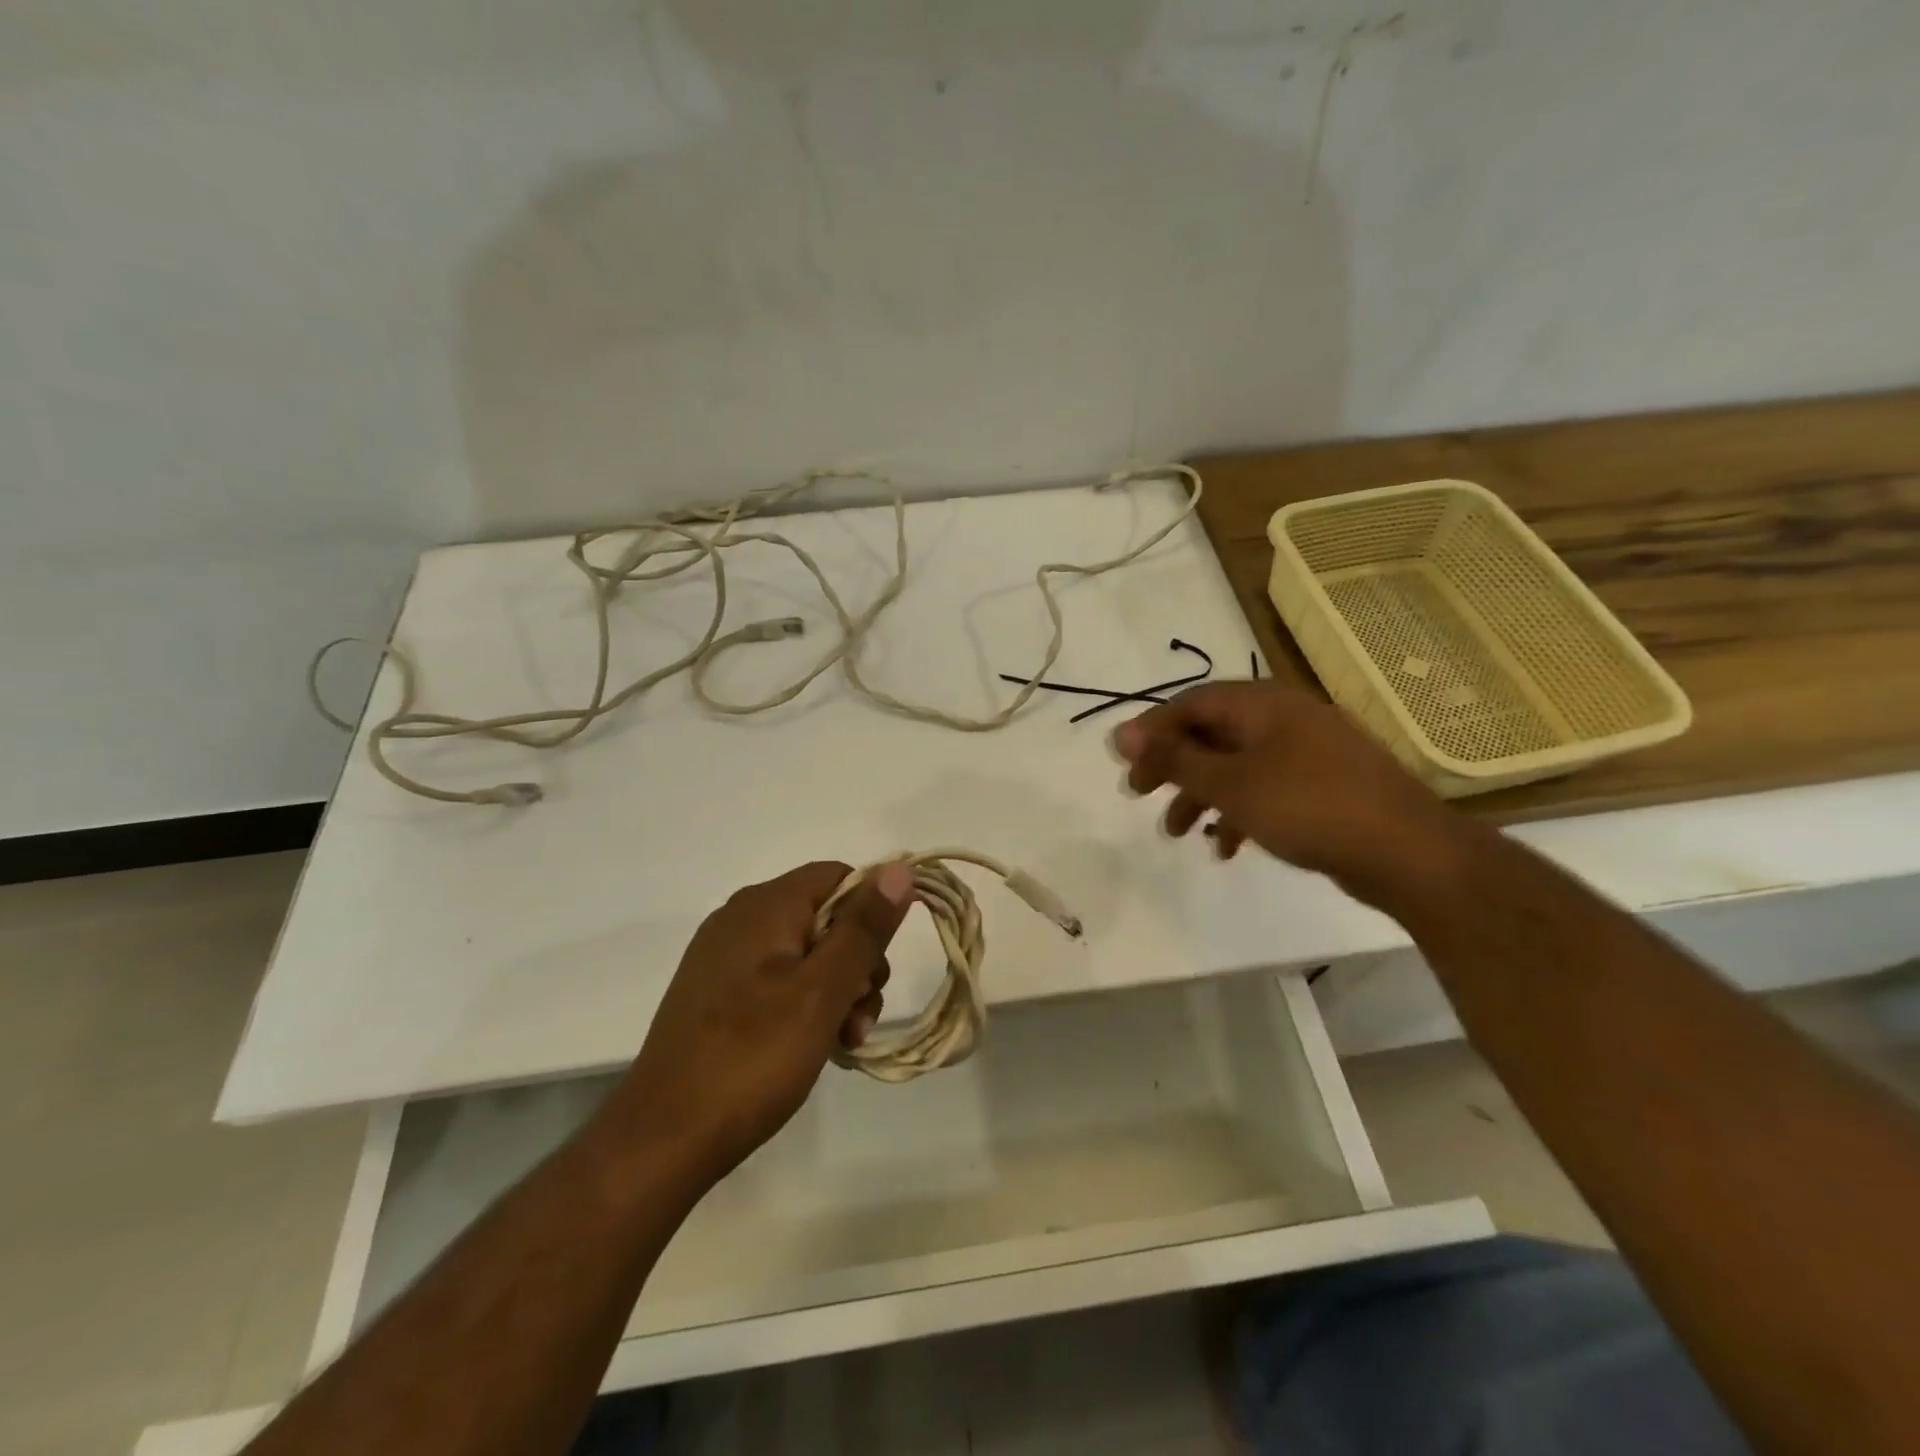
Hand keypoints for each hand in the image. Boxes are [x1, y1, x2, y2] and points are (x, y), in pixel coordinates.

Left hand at [613, 860, 912, 1187]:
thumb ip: (864, 929)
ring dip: (837, 991)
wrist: (663, 1139)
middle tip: (861, 1016)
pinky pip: (779, 980)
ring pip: (807, 953)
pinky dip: (806, 1004)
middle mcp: (741, 919)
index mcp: (764, 905)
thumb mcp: (822, 991)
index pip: (838, 876)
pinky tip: (816, 1046)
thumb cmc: (752, 1057)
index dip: (871, 912)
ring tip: (844, 1041)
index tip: (879, 967)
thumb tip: (899, 869)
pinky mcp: (717, 994)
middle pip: (826, 917)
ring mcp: (725, 958)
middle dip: (858, 962)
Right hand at [1112, 681, 1465, 906]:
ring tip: (1177, 832)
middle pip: (1211, 733)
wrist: (1407, 852)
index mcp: (1262, 704)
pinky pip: (1265, 788)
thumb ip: (1175, 758)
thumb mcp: (1230, 783)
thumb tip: (1121, 734)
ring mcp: (1308, 752)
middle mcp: (1284, 718)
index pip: (1190, 704)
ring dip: (1201, 794)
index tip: (1122, 763)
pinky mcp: (1322, 785)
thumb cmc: (1308, 806)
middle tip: (1139, 793)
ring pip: (1236, 764)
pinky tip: (1226, 847)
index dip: (1151, 730)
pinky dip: (1238, 811)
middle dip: (1172, 765)